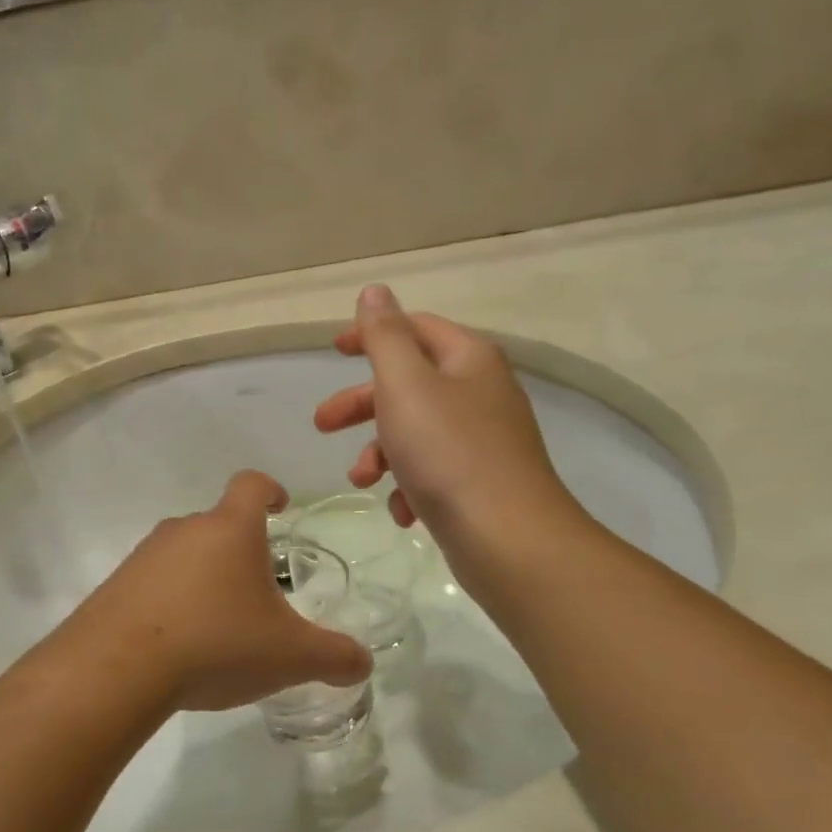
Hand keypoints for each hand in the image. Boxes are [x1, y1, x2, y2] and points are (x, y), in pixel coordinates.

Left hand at [59, 471, 372, 712]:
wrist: (119, 668)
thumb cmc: (217, 642)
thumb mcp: (290, 656)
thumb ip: (335, 657)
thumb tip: (362, 663)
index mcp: (230, 529)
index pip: (252, 485)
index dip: (270, 490)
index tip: (281, 506)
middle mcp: (185, 529)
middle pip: (218, 524)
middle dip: (241, 550)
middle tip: (259, 592)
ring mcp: (144, 556)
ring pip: (184, 554)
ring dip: (204, 577)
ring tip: (218, 624)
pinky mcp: (115, 586)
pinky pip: (152, 583)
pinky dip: (171, 602)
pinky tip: (178, 644)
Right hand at [314, 285, 579, 542]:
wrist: (509, 539)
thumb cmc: (449, 453)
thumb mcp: (405, 385)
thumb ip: (384, 337)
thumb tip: (375, 291)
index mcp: (468, 359)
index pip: (415, 328)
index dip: (371, 334)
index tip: (333, 351)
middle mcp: (480, 393)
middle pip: (409, 384)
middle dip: (362, 404)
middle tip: (322, 425)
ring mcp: (483, 440)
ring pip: (416, 432)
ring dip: (380, 452)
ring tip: (361, 480)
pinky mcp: (480, 483)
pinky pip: (433, 472)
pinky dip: (409, 486)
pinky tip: (402, 512)